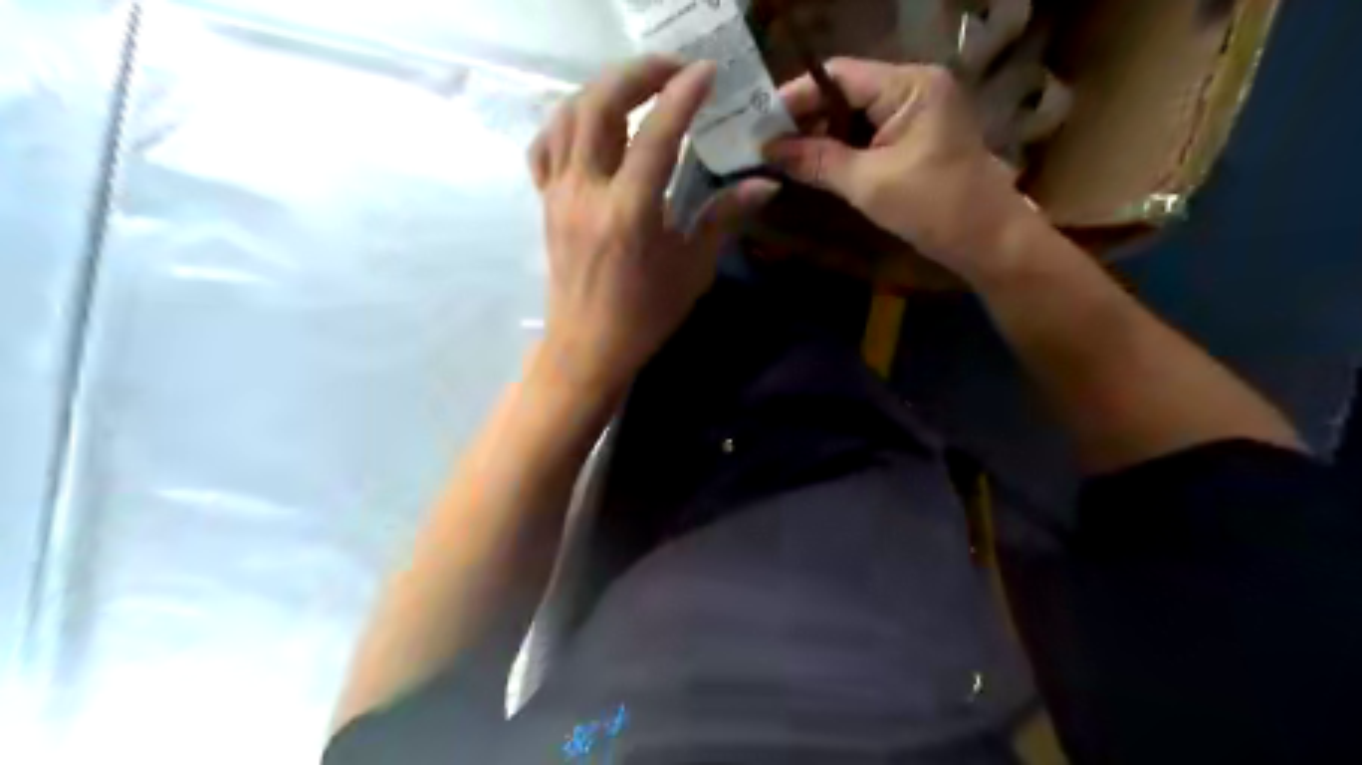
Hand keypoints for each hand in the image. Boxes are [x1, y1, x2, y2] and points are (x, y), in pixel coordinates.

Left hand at [526, 55, 777, 397]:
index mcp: (629, 212)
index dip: (683, 94)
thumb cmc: (645, 315)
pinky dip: (567, 121)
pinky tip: (591, 125)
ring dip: (602, 88)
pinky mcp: (546, 202)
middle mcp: (588, 192)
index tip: (706, 70)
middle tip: (672, 70)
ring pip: (568, 115)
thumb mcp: (692, 269)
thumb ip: (724, 218)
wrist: (588, 347)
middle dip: (637, 73)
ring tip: (636, 88)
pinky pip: (545, 146)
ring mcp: (560, 194)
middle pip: (600, 105)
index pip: (656, 134)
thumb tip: (766, 185)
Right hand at [764, 58, 1033, 279]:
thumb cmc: (934, 208)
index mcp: (910, 85)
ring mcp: (917, 112)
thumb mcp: (869, 184)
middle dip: (806, 118)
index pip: (839, 75)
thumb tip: (768, 150)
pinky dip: (842, 148)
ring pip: (855, 114)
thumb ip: (817, 161)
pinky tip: (815, 164)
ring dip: (821, 135)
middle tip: (766, 145)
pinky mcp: (916, 137)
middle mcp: (914, 87)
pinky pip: (870, 133)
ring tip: (783, 157)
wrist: (988, 241)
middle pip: (846, 92)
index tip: (760, 123)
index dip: (796, 96)